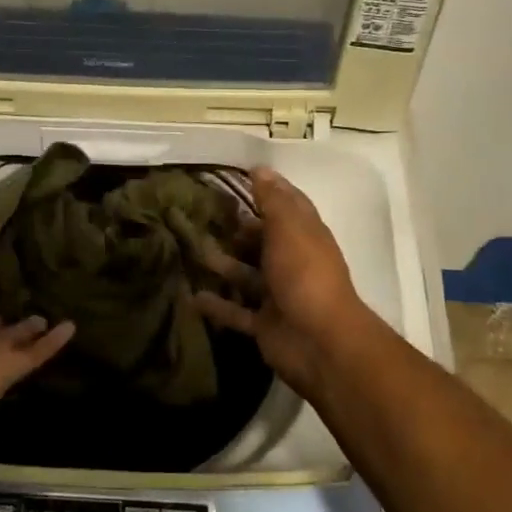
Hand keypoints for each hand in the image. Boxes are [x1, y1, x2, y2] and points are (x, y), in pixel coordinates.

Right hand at [195, 167, 369, 399]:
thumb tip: (260, 169)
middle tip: (203, 215)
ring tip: (191, 250)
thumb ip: (272, 200)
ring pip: (247, 275)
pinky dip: (217, 305)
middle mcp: (293, 262)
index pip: (289, 205)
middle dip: (240, 228)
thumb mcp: (288, 228)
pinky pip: (237, 311)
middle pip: (264, 240)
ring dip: (223, 264)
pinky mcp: (265, 324)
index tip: (242, 174)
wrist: (320, 342)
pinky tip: (191, 296)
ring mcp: (279, 295)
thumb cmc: (304, 274)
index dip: (270, 189)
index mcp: (305, 236)